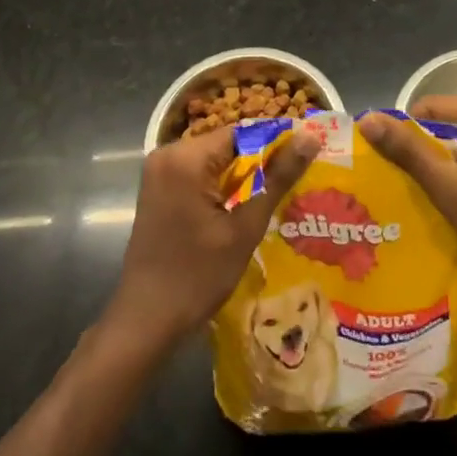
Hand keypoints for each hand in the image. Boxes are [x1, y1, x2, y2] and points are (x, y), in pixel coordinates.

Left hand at [105, 125, 320, 347]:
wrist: (144, 322)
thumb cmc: (197, 276)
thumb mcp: (245, 227)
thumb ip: (278, 178)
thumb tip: (311, 137)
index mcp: (186, 157)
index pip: (244, 132)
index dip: (277, 144)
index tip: (306, 160)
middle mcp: (168, 153)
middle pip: (228, 145)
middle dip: (261, 163)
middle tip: (295, 183)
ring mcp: (159, 172)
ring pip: (216, 160)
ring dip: (243, 177)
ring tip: (277, 196)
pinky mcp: (158, 189)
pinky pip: (199, 174)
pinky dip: (222, 187)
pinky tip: (244, 209)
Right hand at [360, 96, 456, 313]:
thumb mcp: (453, 189)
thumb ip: (410, 152)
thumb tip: (367, 119)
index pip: (435, 108)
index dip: (405, 132)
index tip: (379, 161)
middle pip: (446, 129)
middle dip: (418, 155)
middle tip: (385, 181)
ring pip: (456, 154)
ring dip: (432, 174)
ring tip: (398, 195)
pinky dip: (449, 187)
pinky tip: (426, 209)